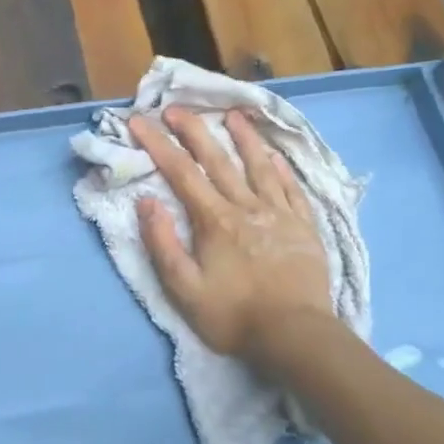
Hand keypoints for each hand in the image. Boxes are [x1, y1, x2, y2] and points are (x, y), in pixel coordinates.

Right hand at [130, 108, 332, 359]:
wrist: (296, 335)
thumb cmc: (234, 315)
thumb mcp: (184, 289)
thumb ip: (163, 244)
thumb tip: (146, 202)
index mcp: (214, 219)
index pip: (181, 172)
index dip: (157, 144)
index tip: (139, 120)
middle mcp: (246, 206)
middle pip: (217, 159)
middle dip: (194, 130)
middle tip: (176, 107)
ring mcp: (279, 214)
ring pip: (259, 166)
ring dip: (244, 138)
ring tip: (233, 114)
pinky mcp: (304, 226)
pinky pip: (291, 188)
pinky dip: (280, 168)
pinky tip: (275, 156)